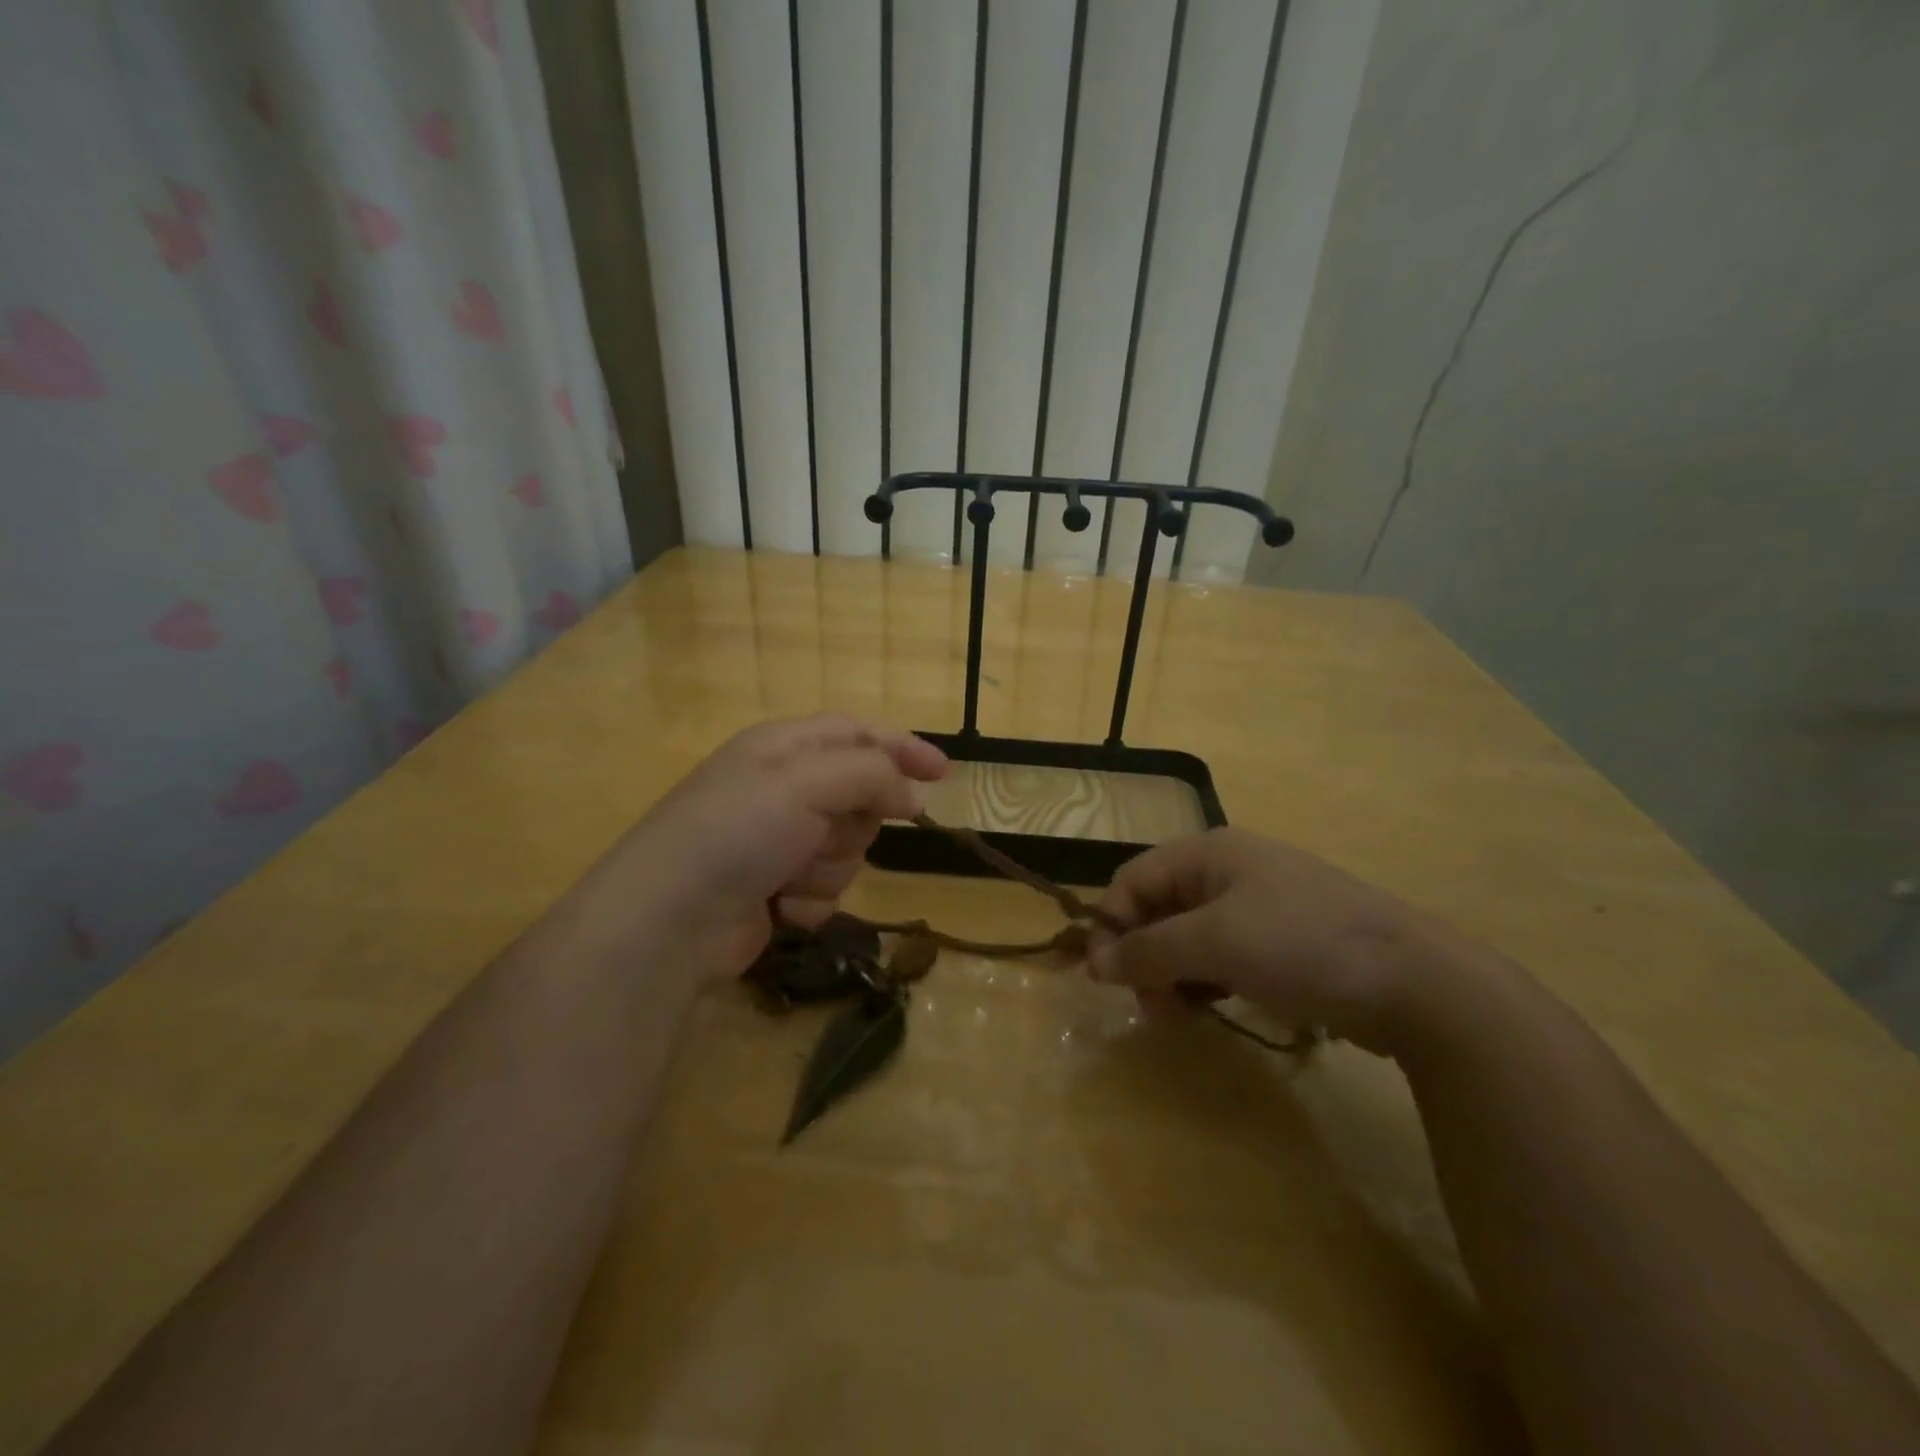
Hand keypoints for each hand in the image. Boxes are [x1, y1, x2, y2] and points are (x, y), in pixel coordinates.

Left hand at [617, 715, 948, 981]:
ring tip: (789, 874)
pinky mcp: (776, 890)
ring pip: (848, 848)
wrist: (672, 919)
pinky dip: (810, 899)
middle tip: (824, 832)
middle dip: (854, 821)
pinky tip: (779, 905)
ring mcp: (778, 842)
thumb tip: (910, 793)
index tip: (944, 774)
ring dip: (829, 865)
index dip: (902, 748)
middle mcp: (783, 790)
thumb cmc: (738, 831)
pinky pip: (826, 889)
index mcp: (784, 747)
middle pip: (860, 797)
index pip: (858, 734)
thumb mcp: (807, 782)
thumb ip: (870, 774)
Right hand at [1086, 827, 1463, 1055]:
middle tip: (1152, 1009)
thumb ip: (1149, 951)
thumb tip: (1094, 963)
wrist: (1418, 983)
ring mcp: (1258, 906)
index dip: (1111, 925)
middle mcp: (1228, 871)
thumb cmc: (1304, 945)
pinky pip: (1222, 956)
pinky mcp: (1281, 941)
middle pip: (1158, 909)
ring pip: (1188, 937)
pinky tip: (1216, 1008)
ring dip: (1173, 975)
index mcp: (1209, 853)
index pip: (1132, 880)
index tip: (1104, 979)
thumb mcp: (1217, 943)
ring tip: (1183, 1016)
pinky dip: (1207, 981)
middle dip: (1144, 957)